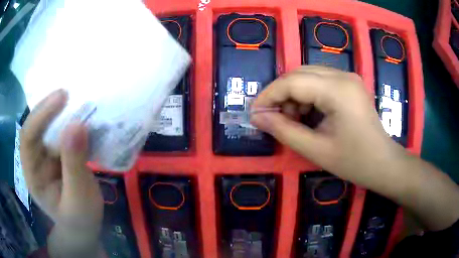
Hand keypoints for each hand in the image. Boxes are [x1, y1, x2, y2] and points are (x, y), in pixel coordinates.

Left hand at [20, 89, 102, 241]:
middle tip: (68, 93)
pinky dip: (68, 119)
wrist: (84, 226)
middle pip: (34, 127)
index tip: (62, 98)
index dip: (40, 116)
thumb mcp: (79, 198)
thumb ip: (75, 165)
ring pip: (46, 126)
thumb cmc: (81, 218)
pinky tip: (78, 113)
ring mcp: (45, 155)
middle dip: (48, 108)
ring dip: (58, 111)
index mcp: (33, 175)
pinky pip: (59, 131)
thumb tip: (77, 125)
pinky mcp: (56, 152)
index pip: (28, 138)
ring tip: (75, 98)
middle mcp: (34, 160)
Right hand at [251, 66, 458, 230]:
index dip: (268, 95)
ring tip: (292, 120)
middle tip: (272, 118)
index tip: (254, 113)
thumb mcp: (316, 150)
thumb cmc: (354, 162)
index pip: (292, 81)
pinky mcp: (350, 84)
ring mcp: (348, 77)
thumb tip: (257, 116)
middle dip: (280, 94)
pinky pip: (320, 81)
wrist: (384, 164)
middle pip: (299, 73)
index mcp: (337, 89)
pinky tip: (308, 114)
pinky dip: (307, 95)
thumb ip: (283, 130)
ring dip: (294, 94)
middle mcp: (343, 75)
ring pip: (308, 75)